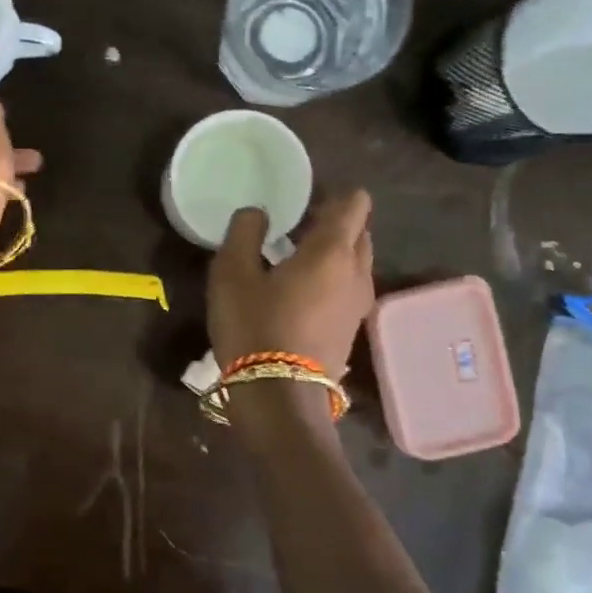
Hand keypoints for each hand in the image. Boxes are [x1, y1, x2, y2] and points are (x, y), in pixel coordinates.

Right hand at [209, 189, 374, 380]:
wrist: (279, 398)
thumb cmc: (254, 327)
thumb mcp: (231, 274)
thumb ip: (244, 232)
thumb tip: (257, 213)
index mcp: (333, 250)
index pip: (355, 202)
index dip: (332, 194)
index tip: (302, 202)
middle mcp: (357, 272)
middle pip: (359, 231)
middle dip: (333, 223)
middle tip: (294, 229)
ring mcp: (360, 304)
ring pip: (356, 263)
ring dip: (332, 254)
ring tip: (293, 262)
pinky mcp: (353, 330)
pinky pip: (348, 289)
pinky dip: (331, 281)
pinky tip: (299, 294)